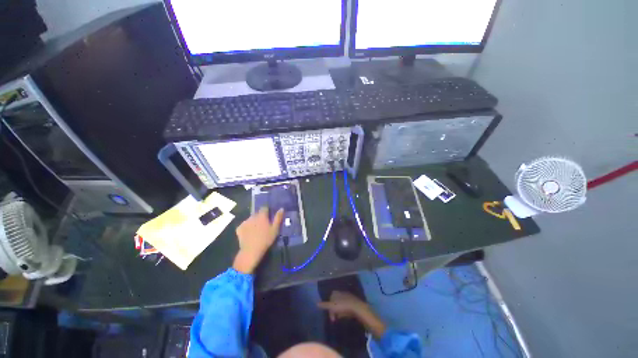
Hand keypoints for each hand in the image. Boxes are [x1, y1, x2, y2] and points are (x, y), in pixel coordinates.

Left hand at [233, 207, 283, 273]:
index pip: (264, 208)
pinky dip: (247, 227)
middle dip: (260, 217)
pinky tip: (249, 233)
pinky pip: (244, 225)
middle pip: (257, 213)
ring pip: (250, 219)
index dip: (267, 211)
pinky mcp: (239, 228)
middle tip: (263, 224)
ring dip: (253, 222)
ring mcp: (245, 222)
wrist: (251, 251)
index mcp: (262, 215)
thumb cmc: (266, 239)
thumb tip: (281, 208)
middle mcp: (252, 216)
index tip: (269, 216)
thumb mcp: (275, 229)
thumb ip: (278, 218)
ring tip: (256, 230)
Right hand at [317, 290, 386, 338]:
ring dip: (338, 311)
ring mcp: (347, 296)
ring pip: (340, 304)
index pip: (329, 298)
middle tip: (333, 319)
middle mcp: (341, 292)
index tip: (329, 315)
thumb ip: (324, 305)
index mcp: (335, 292)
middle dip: (333, 310)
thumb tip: (316, 303)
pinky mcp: (352, 301)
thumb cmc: (343, 306)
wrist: (357, 307)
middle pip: (334, 301)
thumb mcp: (332, 306)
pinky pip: (345, 306)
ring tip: (339, 318)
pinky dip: (343, 311)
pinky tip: (345, 316)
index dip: (328, 306)